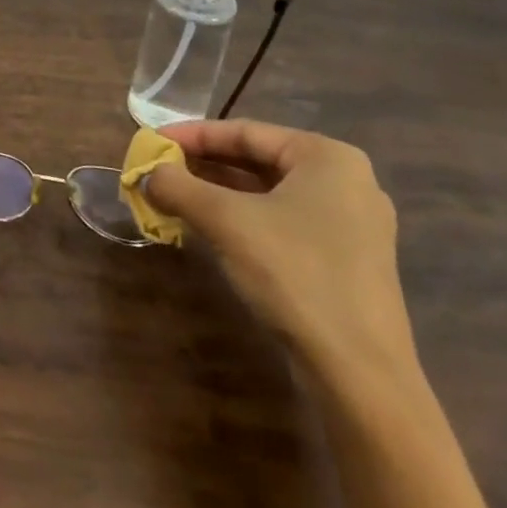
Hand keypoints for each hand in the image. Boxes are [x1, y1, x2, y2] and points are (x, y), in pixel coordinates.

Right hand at [146, 119, 416, 382]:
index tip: (152, 142)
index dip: (192, 135)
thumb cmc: (295, 274)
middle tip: (159, 169)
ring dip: (218, 194)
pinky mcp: (346, 262)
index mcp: (327, 157)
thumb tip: (146, 174)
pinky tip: (209, 228)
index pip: (245, 132)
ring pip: (268, 194)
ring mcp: (351, 225)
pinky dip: (243, 219)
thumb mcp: (225, 220)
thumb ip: (179, 187)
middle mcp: (346, 181)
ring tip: (173, 196)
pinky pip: (283, 222)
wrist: (360, 375)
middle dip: (203, 166)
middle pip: (257, 160)